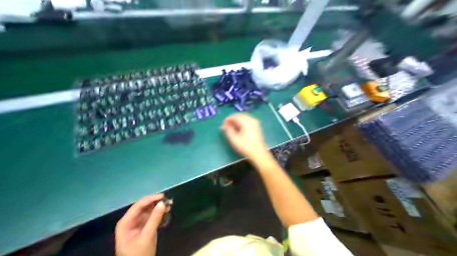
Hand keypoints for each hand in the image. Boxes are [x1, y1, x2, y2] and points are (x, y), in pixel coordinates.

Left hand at [116, 194, 165, 255]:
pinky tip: (167, 210)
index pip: (138, 205)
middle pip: (144, 205)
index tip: (163, 196)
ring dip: (159, 205)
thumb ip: (154, 219)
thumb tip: (162, 202)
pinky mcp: (144, 223)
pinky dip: (160, 210)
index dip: (151, 198)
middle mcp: (130, 219)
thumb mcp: (147, 237)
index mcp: (126, 223)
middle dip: (156, 201)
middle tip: (168, 200)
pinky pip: (152, 212)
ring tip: (170, 205)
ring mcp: (137, 221)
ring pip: (149, 207)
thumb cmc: (139, 254)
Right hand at [220, 113, 268, 159]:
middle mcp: (252, 120)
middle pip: (240, 115)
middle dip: (232, 119)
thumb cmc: (246, 147)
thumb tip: (224, 126)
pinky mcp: (256, 126)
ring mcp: (255, 123)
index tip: (223, 124)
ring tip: (231, 127)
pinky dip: (241, 122)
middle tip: (226, 126)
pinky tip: (238, 128)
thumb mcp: (234, 139)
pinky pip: (247, 120)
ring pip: (243, 118)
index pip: (235, 116)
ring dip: (236, 121)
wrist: (259, 153)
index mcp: (247, 122)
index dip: (228, 119)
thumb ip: (228, 130)